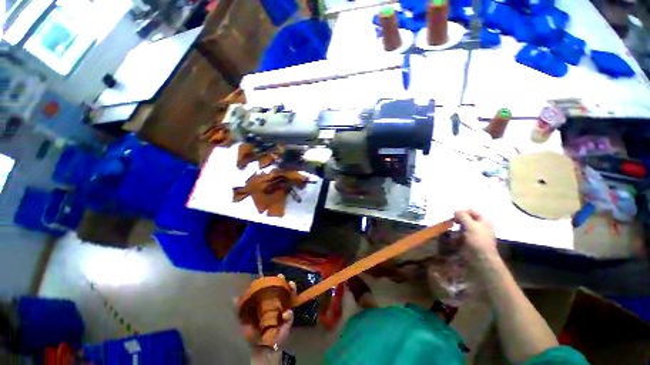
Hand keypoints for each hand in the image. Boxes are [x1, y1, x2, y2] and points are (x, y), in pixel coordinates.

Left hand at [239, 275, 296, 349]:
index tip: (275, 275)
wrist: (258, 348)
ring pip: (290, 298)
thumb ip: (239, 308)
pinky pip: (290, 315)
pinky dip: (288, 313)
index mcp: (267, 301)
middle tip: (283, 277)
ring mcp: (283, 311)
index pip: (273, 288)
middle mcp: (277, 304)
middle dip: (284, 281)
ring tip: (291, 285)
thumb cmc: (251, 332)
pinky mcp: (287, 322)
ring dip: (292, 290)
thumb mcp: (242, 319)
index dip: (274, 280)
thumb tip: (233, 297)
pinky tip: (285, 313)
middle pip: (284, 290)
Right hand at [454, 210, 496, 256]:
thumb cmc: (478, 241)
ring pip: (461, 228)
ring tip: (450, 233)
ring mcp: (474, 236)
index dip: (462, 212)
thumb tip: (455, 210)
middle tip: (451, 223)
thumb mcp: (470, 225)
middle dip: (457, 220)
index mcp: (483, 221)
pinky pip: (459, 237)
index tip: (454, 217)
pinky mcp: (468, 243)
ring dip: (455, 229)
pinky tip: (452, 240)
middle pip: (466, 219)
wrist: (481, 260)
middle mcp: (479, 227)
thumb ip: (462, 216)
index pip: (471, 211)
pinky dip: (454, 237)